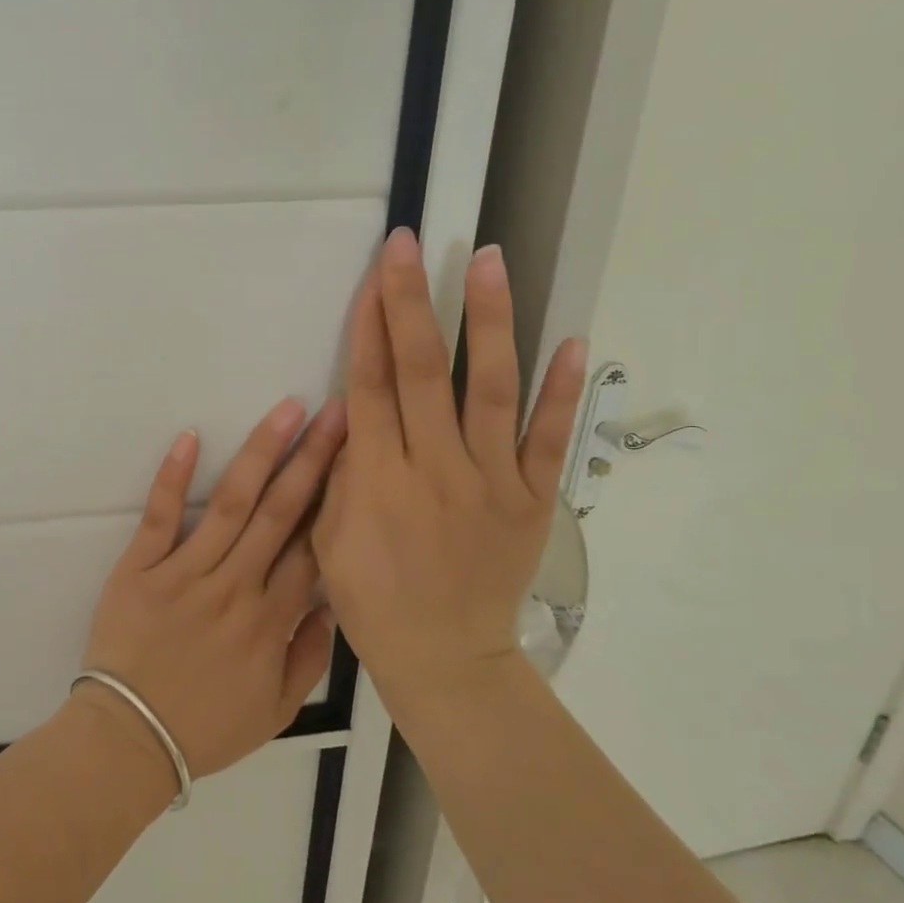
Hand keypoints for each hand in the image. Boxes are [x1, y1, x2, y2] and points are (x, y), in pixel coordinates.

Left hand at [78, 397, 346, 783]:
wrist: (129, 739)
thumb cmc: (205, 728)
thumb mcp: (276, 711)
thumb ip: (310, 656)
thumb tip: (331, 602)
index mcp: (271, 620)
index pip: (312, 547)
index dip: (337, 499)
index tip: (358, 457)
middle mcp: (235, 586)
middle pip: (281, 512)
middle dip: (314, 458)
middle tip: (338, 411)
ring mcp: (185, 572)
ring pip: (231, 503)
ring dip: (261, 453)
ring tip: (287, 410)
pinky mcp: (140, 567)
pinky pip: (160, 516)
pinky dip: (173, 476)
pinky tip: (190, 436)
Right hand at [313, 228, 586, 707]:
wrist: (443, 656)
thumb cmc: (371, 598)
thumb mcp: (329, 538)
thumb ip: (342, 472)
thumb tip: (352, 412)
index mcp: (378, 480)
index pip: (371, 386)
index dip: (369, 327)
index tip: (373, 275)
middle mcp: (435, 469)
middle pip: (422, 372)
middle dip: (412, 302)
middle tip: (410, 246)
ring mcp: (491, 483)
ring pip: (489, 389)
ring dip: (489, 321)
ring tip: (488, 261)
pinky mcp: (533, 500)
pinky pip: (548, 439)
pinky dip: (563, 391)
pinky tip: (574, 341)